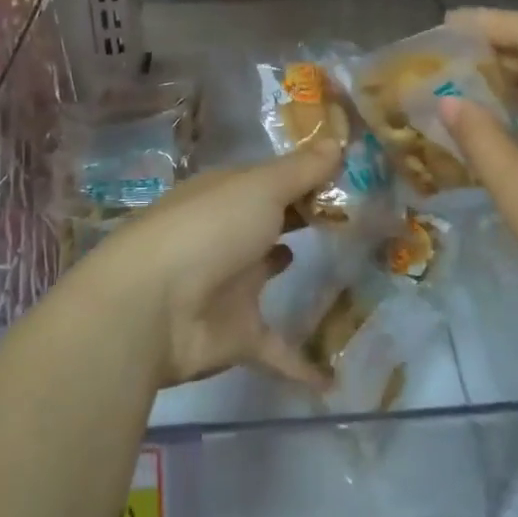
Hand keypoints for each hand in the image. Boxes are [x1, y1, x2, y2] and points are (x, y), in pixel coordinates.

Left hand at [94, 143, 341, 388]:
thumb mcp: (261, 188)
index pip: (274, 179)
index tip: (356, 178)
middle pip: (274, 222)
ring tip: (357, 274)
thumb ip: (302, 170)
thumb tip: (338, 140)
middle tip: (366, 221)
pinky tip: (337, 376)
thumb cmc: (210, 229)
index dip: (310, 177)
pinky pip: (277, 349)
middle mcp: (229, 233)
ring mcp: (231, 284)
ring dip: (301, 276)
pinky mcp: (236, 335)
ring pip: (270, 275)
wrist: (151, 307)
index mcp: (229, 194)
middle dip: (308, 220)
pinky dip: (302, 364)